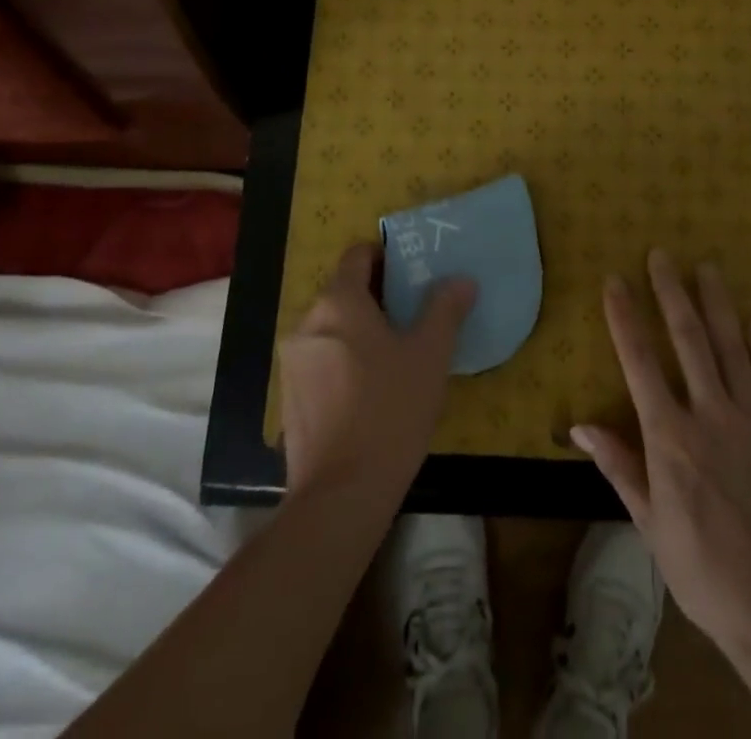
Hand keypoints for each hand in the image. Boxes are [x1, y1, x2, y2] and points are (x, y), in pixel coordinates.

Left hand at [279, 244, 475, 506]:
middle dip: (376, 297)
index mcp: (339, 302)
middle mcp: (307, 323)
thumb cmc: (390, 409)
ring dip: (359, 331)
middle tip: (413, 315)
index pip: (356, 256)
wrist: (342, 493)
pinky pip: (320, 361)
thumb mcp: (430, 354)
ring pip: (331, 328)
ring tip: (395, 355)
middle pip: (343, 292)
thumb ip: (445, 309)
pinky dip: (343, 361)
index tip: (411, 273)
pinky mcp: (289, 398)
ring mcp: (292, 363)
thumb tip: (461, 280)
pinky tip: (370, 391)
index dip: (384, 257)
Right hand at [572, 249, 750, 663]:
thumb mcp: (651, 527)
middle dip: (672, 292)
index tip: (615, 280)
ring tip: (707, 267)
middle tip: (662, 254)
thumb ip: (619, 467)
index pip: (640, 363)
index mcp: (671, 439)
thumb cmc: (706, 574)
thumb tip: (580, 425)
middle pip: (689, 341)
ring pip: (733, 349)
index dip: (625, 317)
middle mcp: (711, 417)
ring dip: (718, 304)